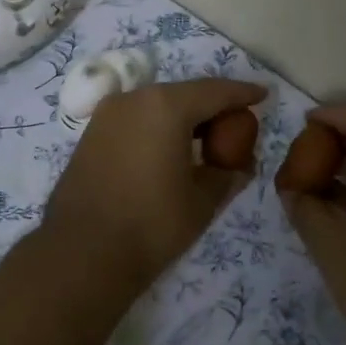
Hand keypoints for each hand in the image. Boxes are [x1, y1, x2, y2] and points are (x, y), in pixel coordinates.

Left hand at [43, 78, 267, 285]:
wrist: (82, 253)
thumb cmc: (152, 224)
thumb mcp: (203, 200)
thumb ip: (227, 174)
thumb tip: (240, 165)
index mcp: (165, 106)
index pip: (215, 91)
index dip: (242, 93)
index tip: (263, 95)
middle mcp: (133, 99)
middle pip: (184, 94)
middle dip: (212, 106)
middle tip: (236, 124)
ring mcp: (106, 115)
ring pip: (156, 106)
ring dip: (183, 118)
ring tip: (205, 140)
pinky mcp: (90, 135)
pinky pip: (135, 121)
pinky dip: (157, 128)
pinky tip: (169, 150)